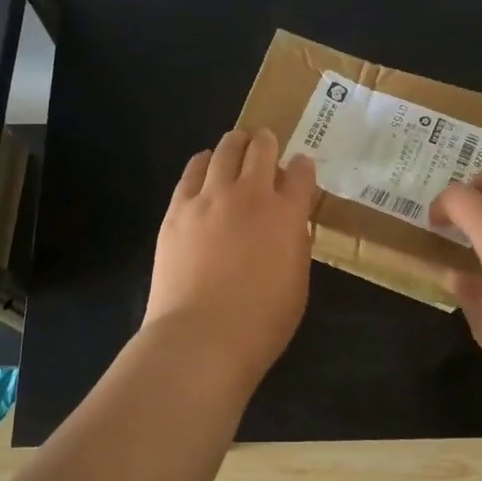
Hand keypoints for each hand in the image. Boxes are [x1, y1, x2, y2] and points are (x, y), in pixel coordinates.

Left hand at [143, 128, 318, 382]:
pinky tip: (205, 165)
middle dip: (268, 142)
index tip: (301, 168)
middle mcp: (250, 195)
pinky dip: (203, 162)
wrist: (200, 338)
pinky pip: (192, 171)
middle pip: (261, 149)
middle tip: (267, 143)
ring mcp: (210, 198)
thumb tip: (291, 225)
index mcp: (287, 214)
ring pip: (225, 150)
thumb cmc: (261, 324)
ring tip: (238, 144)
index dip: (303, 166)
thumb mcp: (298, 285)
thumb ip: (296, 246)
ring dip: (236, 144)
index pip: (301, 173)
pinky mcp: (178, 209)